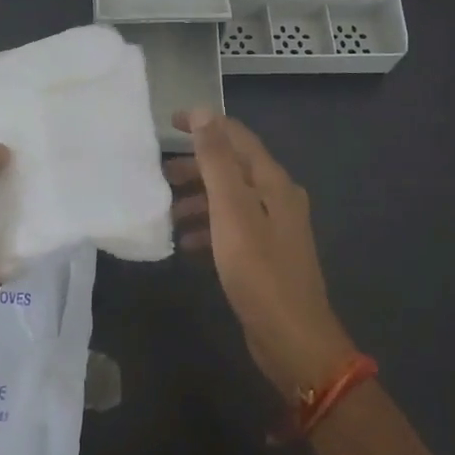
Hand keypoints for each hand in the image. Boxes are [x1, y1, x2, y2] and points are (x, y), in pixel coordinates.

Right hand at [168, 110, 355, 397]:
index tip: (170, 122)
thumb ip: (217, 162)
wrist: (293, 341)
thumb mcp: (232, 212)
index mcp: (273, 182)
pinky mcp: (265, 256)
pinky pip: (232, 228)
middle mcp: (277, 198)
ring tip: (167, 210)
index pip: (237, 137)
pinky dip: (209, 227)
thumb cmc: (260, 271)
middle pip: (233, 167)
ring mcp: (273, 228)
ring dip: (199, 199)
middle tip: (161, 174)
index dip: (205, 124)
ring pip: (230, 199)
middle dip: (196, 166)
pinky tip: (186, 243)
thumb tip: (203, 114)